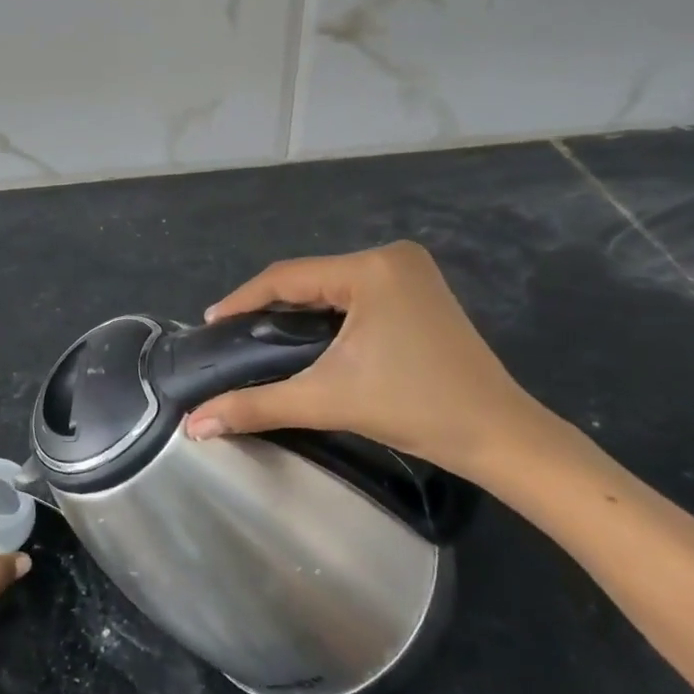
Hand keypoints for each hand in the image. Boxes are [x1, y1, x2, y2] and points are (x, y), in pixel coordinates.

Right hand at [184, 243, 563, 484]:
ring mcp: (410, 272)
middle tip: (233, 336)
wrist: (499, 436)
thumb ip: (255, 406)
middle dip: (269, 307)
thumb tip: (194, 424)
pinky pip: (355, 294)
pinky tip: (308, 338)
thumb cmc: (414, 408)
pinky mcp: (420, 291)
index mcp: (370, 268)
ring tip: (261, 338)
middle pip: (309, 278)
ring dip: (297, 311)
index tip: (210, 324)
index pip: (287, 277)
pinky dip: (327, 314)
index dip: (242, 300)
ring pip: (331, 286)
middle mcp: (390, 257)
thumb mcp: (327, 400)